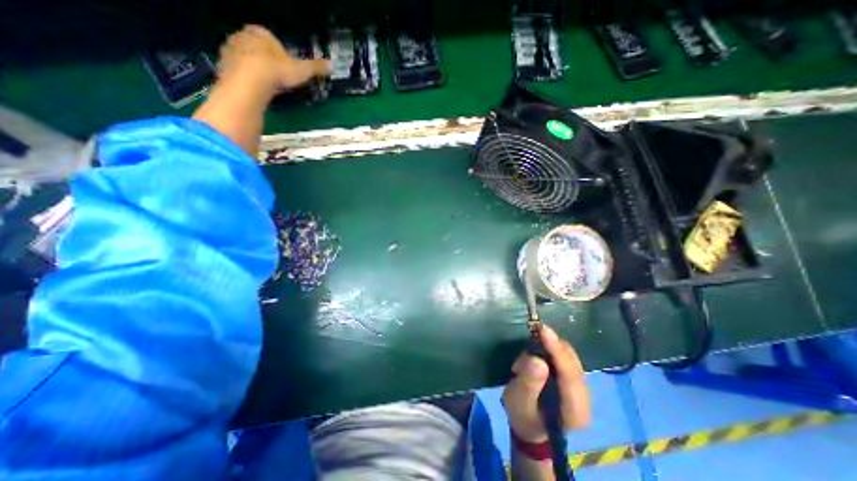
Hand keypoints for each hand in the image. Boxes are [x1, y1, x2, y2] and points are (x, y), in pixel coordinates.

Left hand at [217, 24, 329, 96]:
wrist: (250, 80)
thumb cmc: (278, 70)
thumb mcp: (302, 70)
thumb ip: (315, 67)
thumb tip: (331, 65)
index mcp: (261, 33)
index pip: (271, 40)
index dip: (280, 53)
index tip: (286, 67)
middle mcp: (243, 36)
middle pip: (257, 48)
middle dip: (266, 60)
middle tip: (277, 77)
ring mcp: (230, 49)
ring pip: (245, 58)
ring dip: (255, 69)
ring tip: (267, 85)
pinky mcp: (223, 65)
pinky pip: (237, 70)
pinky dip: (245, 78)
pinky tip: (255, 89)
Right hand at [503, 323, 589, 443]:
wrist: (530, 426)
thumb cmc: (523, 416)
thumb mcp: (519, 402)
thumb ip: (528, 382)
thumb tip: (536, 360)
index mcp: (575, 411)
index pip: (570, 375)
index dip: (557, 351)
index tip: (543, 330)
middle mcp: (585, 398)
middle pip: (572, 362)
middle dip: (553, 345)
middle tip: (532, 333)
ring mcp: (581, 388)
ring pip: (570, 357)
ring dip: (550, 346)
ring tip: (530, 348)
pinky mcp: (574, 379)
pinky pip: (565, 357)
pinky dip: (551, 349)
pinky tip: (539, 349)